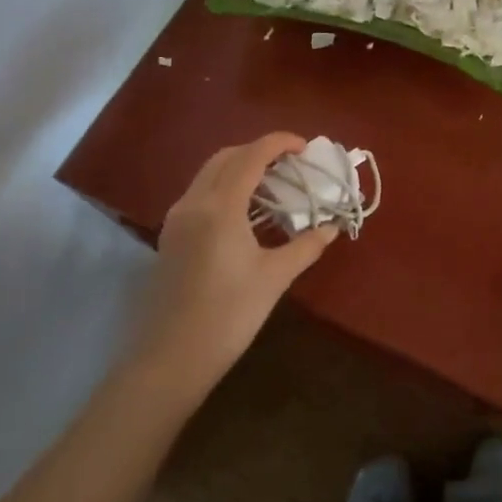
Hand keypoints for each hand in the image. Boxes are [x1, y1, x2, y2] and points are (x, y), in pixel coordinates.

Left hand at [131, 132, 338, 393]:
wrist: (170, 359)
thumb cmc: (228, 316)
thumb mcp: (274, 278)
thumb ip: (305, 246)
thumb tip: (331, 228)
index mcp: (220, 207)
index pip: (250, 156)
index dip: (278, 143)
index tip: (304, 146)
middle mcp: (193, 203)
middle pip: (225, 157)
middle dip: (258, 151)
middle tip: (290, 164)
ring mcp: (176, 219)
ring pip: (209, 174)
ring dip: (240, 168)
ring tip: (272, 185)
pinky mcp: (170, 237)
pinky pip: (200, 194)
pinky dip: (225, 188)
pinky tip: (246, 213)